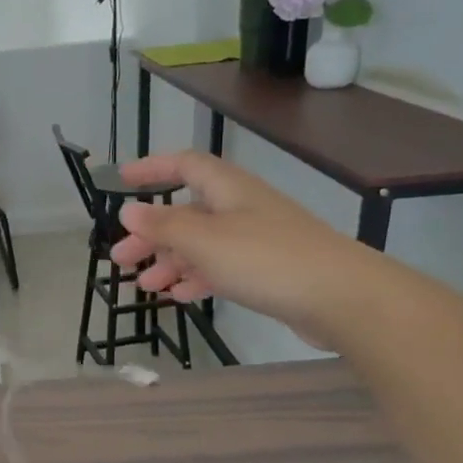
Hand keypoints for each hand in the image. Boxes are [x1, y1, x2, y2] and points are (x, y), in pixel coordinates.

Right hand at [112, 152, 383, 347]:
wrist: (341, 297)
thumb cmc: (266, 259)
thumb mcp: (204, 241)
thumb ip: (163, 225)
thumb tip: (128, 210)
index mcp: (228, 189)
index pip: (184, 165)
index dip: (152, 169)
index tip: (121, 181)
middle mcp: (241, 208)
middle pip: (186, 211)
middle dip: (151, 233)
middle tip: (121, 258)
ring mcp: (256, 240)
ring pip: (201, 244)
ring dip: (169, 262)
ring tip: (145, 287)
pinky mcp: (267, 270)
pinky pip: (220, 268)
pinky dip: (196, 279)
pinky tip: (179, 296)